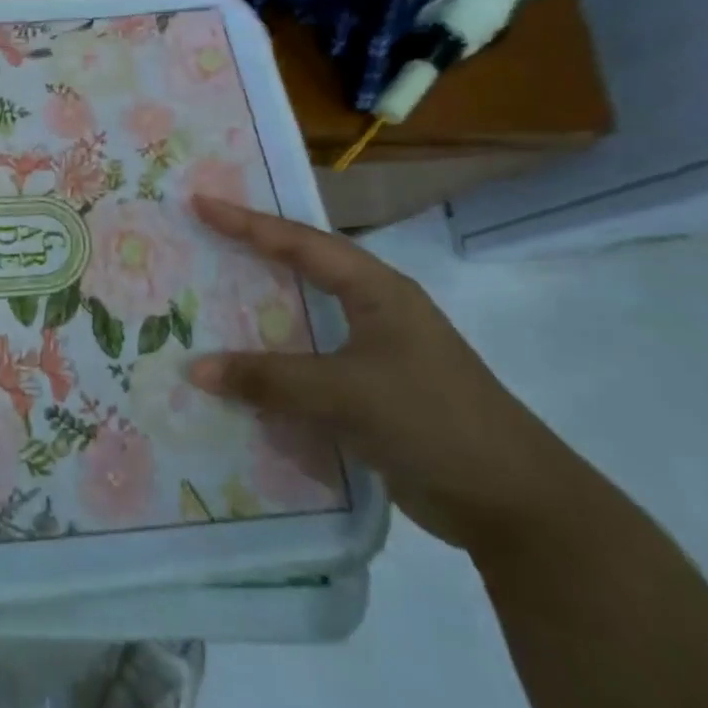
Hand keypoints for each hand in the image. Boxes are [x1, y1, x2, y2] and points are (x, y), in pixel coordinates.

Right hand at [186, 197, 587, 554]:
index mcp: (377, 292)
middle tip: (204, 238)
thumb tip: (194, 370)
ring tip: (211, 298)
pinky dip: (275, 362)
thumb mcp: (345, 394)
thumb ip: (269, 380)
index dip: (248, 223)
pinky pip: (309, 364)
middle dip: (254, 253)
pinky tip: (243, 371)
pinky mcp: (372, 393)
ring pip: (305, 319)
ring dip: (261, 312)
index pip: (301, 244)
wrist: (513, 504)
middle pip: (303, 270)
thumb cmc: (432, 421)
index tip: (202, 203)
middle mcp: (376, 312)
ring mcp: (376, 353)